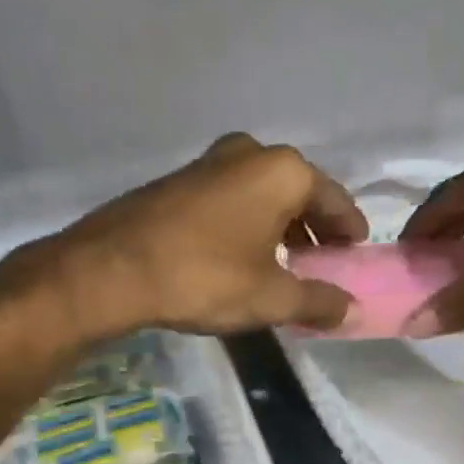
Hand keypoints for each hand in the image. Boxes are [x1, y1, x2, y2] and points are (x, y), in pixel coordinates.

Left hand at [0, 136, 364, 455]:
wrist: (109, 270)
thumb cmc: (204, 277)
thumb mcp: (271, 297)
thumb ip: (318, 301)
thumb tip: (350, 309)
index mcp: (282, 170)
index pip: (335, 201)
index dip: (349, 232)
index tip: (355, 256)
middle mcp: (249, 153)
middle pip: (298, 194)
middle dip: (312, 230)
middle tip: (319, 265)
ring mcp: (208, 162)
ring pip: (262, 196)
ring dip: (278, 228)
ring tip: (281, 267)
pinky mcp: (178, 181)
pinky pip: (230, 200)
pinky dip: (246, 225)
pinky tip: (238, 258)